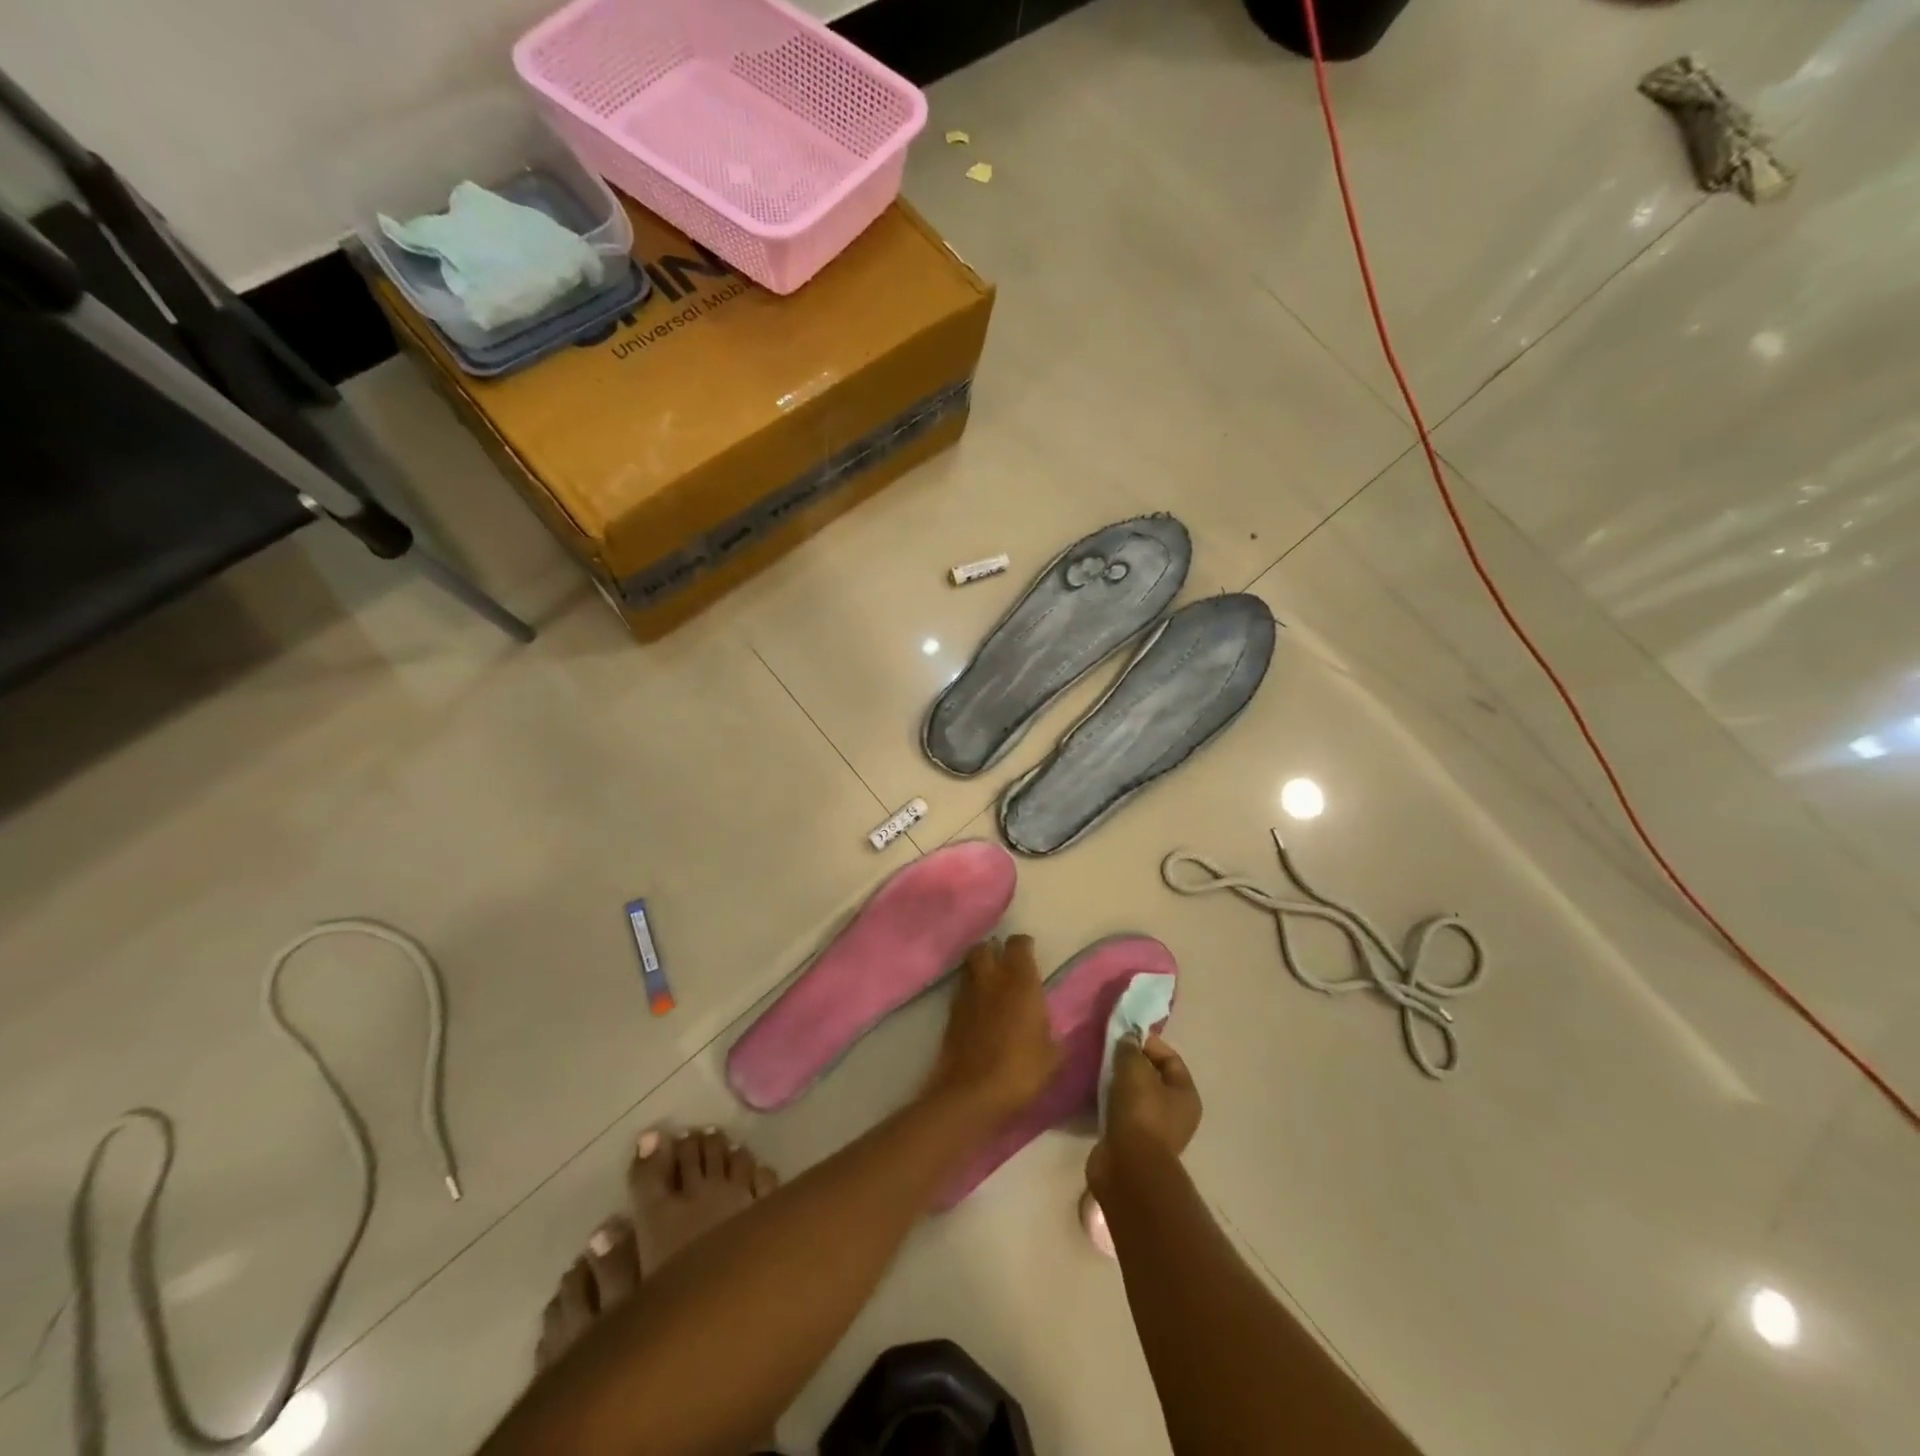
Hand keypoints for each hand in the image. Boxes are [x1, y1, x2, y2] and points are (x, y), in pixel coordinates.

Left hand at [924, 936, 1059, 1121]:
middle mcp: (991, 979)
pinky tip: (979, 1007)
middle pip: (985, 947)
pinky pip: (961, 990)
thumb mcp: (1053, 1057)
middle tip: (1005, 963)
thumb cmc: (1021, 1071)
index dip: (1024, 945)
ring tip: (991, 983)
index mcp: (1020, 982)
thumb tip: (1051, 1030)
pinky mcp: (950, 1013)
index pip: (1018, 944)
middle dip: (994, 950)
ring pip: (969, 966)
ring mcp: (967, 994)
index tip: (1030, 953)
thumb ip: (1053, 1034)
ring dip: (979, 968)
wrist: (972, 1093)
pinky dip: (970, 991)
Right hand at [1087, 1034, 1201, 1189]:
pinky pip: (1122, 1113)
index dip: (1148, 1043)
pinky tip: (1095, 1095)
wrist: (1128, 1166)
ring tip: (1099, 1072)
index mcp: (1186, 1095)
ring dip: (1118, 1083)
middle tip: (1108, 1053)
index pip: (1170, 1058)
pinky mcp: (1134, 1143)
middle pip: (1152, 1077)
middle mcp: (1176, 1113)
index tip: (1123, 1037)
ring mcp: (1155, 1130)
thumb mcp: (1134, 1070)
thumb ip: (1130, 1049)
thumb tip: (1127, 1039)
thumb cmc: (1140, 1112)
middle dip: (1130, 1063)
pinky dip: (1110, 1103)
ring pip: (1135, 1096)